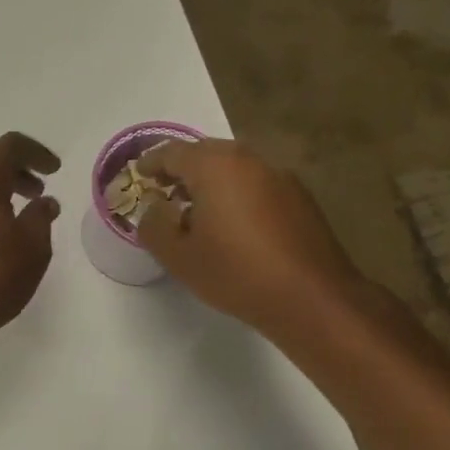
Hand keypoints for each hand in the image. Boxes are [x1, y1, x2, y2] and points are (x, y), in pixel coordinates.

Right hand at [136, 139, 367, 335]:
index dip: (151, 162)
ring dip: (210, 181)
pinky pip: (255, 183)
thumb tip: (154, 208)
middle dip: (181, 168)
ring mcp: (279, 176)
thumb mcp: (178, 257)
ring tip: (195, 210)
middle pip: (206, 153)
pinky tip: (231, 224)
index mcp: (215, 167)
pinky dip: (236, 192)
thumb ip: (154, 225)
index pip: (172, 152)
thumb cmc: (236, 273)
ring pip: (234, 167)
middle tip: (164, 190)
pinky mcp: (299, 198)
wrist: (311, 298)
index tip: (138, 175)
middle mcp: (249, 160)